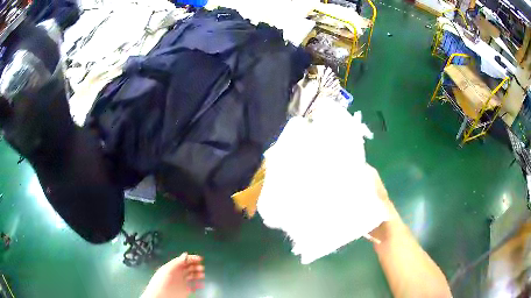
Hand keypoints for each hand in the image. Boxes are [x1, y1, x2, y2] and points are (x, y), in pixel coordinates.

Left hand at [141, 253, 204, 297]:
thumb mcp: (168, 269)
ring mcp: (181, 282)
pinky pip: (193, 286)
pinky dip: (197, 284)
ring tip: (202, 274)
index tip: (199, 258)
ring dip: (197, 274)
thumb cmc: (162, 281)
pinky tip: (201, 284)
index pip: (183, 260)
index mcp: (173, 267)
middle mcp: (177, 274)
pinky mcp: (184, 290)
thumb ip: (177, 262)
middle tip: (201, 267)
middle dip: (195, 266)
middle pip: (188, 267)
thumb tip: (185, 254)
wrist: (161, 296)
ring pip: (191, 276)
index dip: (191, 258)